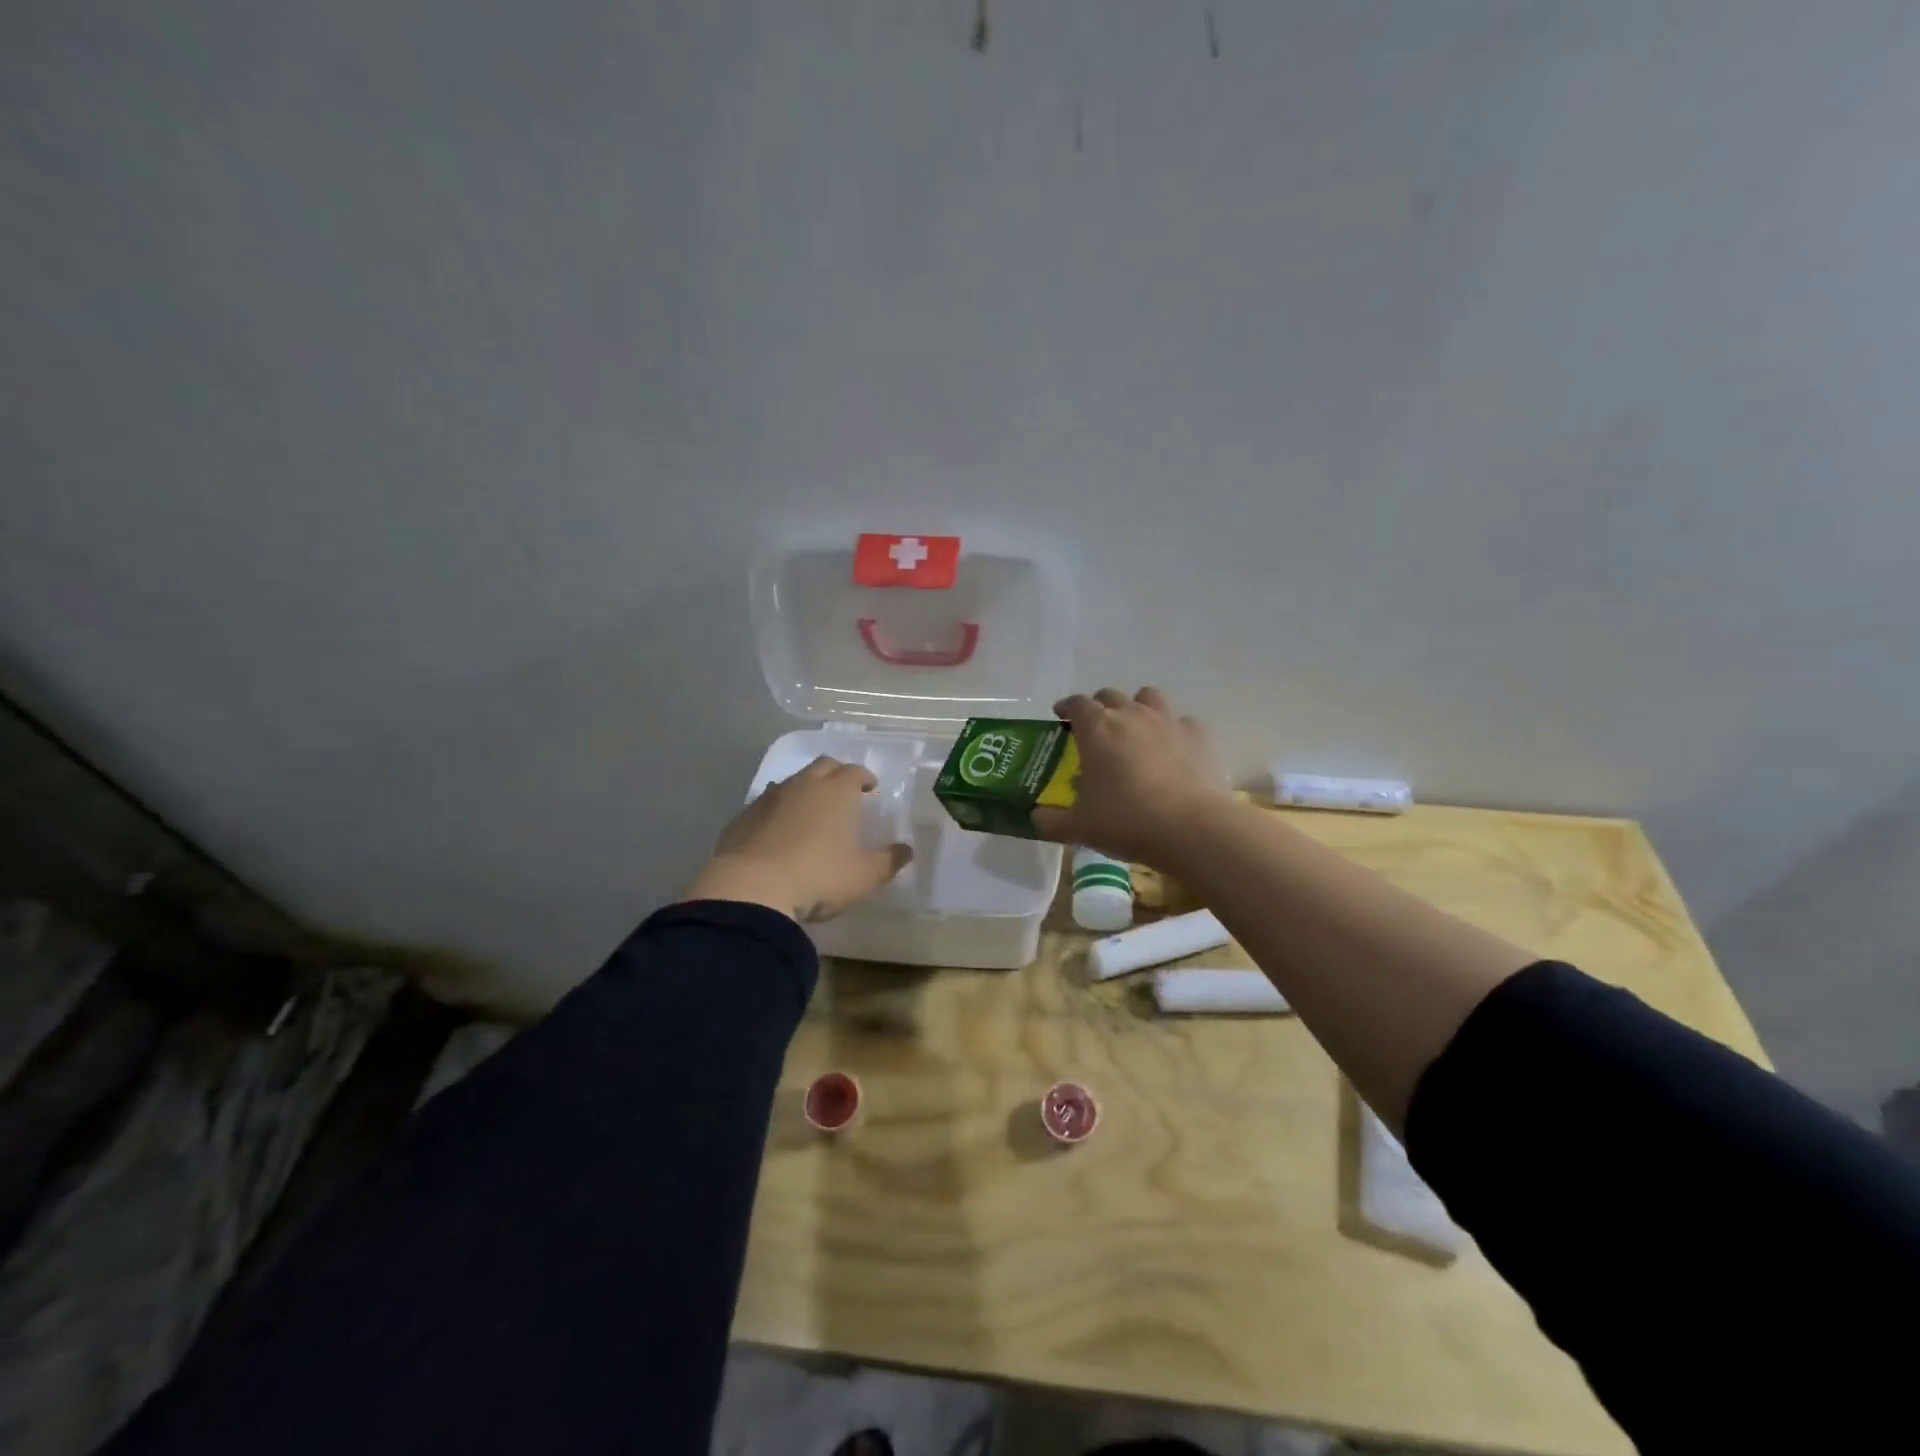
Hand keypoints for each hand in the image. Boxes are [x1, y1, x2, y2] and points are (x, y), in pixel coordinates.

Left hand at [683, 757, 912, 923]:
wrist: (751, 889)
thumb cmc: (819, 876)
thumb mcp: (864, 875)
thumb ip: (889, 861)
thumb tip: (907, 850)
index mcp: (837, 791)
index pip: (854, 771)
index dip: (864, 777)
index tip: (870, 787)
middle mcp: (804, 785)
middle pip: (823, 766)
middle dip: (836, 773)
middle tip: (843, 791)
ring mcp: (769, 798)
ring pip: (792, 782)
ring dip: (805, 789)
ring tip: (811, 810)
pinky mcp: (743, 817)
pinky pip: (766, 803)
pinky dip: (778, 810)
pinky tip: (779, 830)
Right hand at [1032, 686, 1228, 863]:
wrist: (1193, 829)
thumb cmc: (1128, 822)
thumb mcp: (1080, 828)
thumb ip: (1052, 821)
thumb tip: (1036, 817)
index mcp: (1097, 729)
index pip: (1077, 704)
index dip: (1067, 706)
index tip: (1061, 715)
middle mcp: (1131, 715)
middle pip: (1111, 696)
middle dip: (1100, 706)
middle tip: (1095, 729)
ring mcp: (1168, 722)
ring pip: (1149, 697)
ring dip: (1138, 708)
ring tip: (1136, 730)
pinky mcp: (1199, 736)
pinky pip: (1182, 722)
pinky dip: (1173, 731)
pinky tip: (1173, 751)